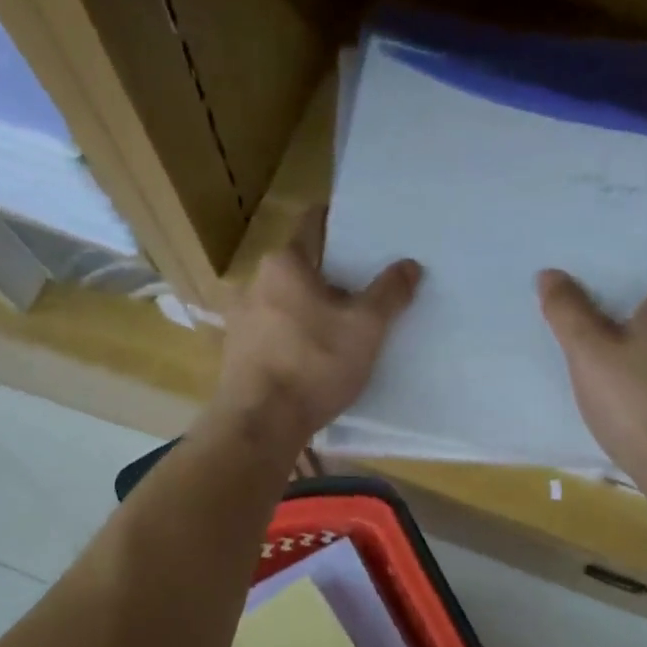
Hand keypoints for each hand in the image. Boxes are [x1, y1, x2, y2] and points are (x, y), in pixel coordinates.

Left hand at [214, 208, 421, 445]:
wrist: (260, 423)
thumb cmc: (314, 363)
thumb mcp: (365, 328)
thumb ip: (389, 293)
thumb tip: (410, 265)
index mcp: (285, 264)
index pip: (313, 224)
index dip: (340, 223)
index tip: (364, 232)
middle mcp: (255, 282)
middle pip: (301, 267)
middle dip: (332, 275)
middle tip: (365, 289)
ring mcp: (240, 319)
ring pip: (286, 301)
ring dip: (312, 309)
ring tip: (343, 327)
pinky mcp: (237, 352)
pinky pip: (274, 331)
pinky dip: (295, 335)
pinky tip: (315, 357)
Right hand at [538, 250, 646, 478]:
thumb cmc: (631, 397)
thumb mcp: (588, 352)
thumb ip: (568, 310)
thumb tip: (550, 273)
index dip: (639, 255)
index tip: (607, 259)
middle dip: (630, 294)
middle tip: (587, 295)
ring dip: (638, 330)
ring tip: (598, 336)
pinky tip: (619, 377)